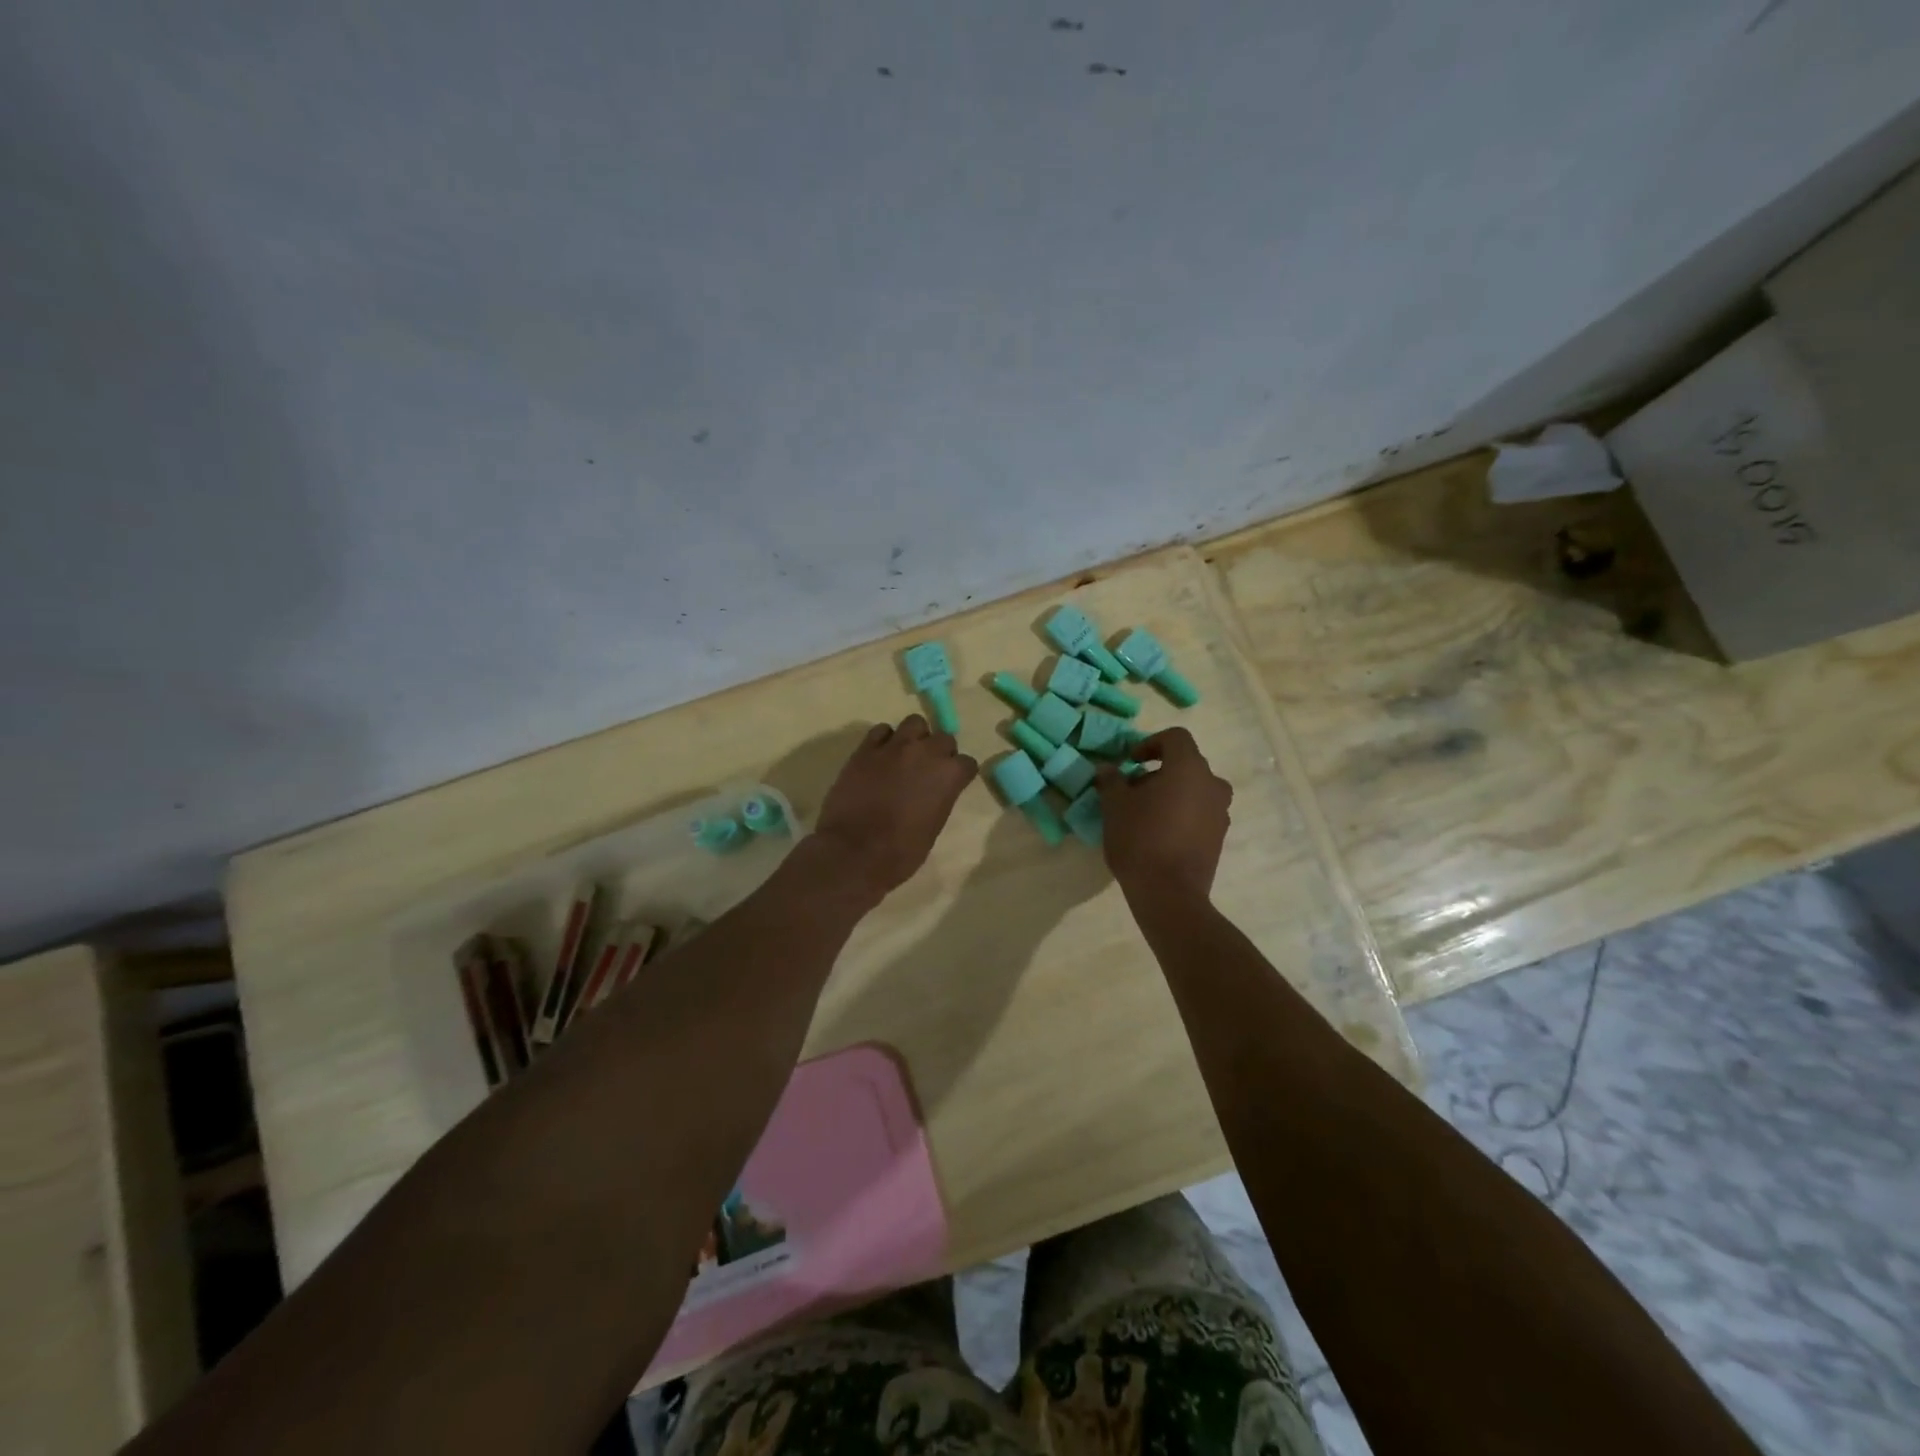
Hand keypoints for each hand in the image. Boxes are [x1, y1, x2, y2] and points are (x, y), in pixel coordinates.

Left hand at [812, 715, 978, 901]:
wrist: (854, 852)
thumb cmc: (901, 852)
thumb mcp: (933, 827)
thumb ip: (939, 799)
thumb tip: (933, 792)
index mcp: (948, 776)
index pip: (966, 763)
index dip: (959, 774)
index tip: (952, 784)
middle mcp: (925, 753)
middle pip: (943, 738)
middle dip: (939, 752)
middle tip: (927, 770)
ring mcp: (894, 747)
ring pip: (914, 723)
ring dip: (914, 737)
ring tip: (905, 755)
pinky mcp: (865, 749)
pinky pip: (881, 731)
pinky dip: (884, 740)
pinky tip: (880, 756)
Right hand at [1095, 726, 1232, 899]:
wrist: (1170, 893)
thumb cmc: (1140, 839)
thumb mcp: (1115, 806)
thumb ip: (1111, 781)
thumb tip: (1107, 769)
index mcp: (1189, 768)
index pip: (1175, 738)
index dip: (1151, 743)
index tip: (1131, 761)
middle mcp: (1212, 784)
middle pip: (1186, 764)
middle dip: (1158, 771)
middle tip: (1132, 789)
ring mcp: (1220, 812)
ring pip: (1194, 789)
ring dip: (1171, 793)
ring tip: (1144, 813)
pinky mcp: (1220, 837)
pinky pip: (1200, 812)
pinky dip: (1182, 813)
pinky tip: (1159, 833)